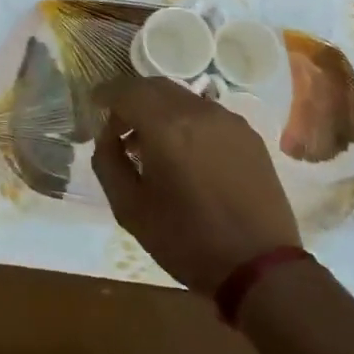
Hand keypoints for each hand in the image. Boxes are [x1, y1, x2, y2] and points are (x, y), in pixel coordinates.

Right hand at [92, 77, 300, 294]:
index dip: (106, 93)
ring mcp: (228, 120)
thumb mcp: (131, 210)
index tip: (94, 105)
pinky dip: (186, 120)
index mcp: (166, 127)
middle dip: (131, 98)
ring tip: (150, 143)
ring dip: (159, 109)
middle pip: (155, 86)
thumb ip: (109, 164)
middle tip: (119, 127)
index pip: (127, 90)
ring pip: (183, 97)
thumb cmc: (187, 240)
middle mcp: (199, 111)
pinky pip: (207, 113)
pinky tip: (184, 153)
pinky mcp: (249, 134)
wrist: (259, 266)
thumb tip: (107, 137)